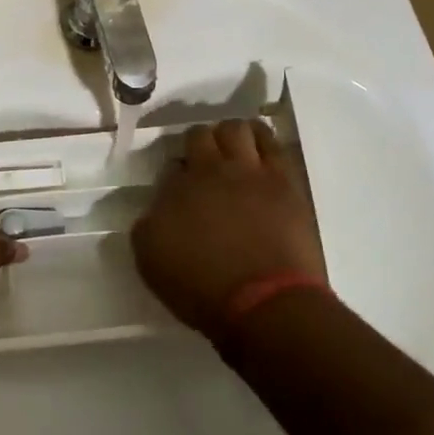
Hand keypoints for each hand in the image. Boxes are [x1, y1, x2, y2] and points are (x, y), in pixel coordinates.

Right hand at [132, 118, 328, 339]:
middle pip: (200, 136)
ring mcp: (251, 172)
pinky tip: (259, 147)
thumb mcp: (151, 261)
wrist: (265, 305)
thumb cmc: (202, 289)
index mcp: (176, 189)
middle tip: (201, 162)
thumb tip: (157, 208)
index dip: (173, 172)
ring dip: (230, 135)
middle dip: (198, 143)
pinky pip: (272, 144)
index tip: (178, 187)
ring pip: (237, 129)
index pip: (170, 164)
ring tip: (232, 149)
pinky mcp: (285, 182)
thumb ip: (148, 225)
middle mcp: (209, 171)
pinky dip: (261, 139)